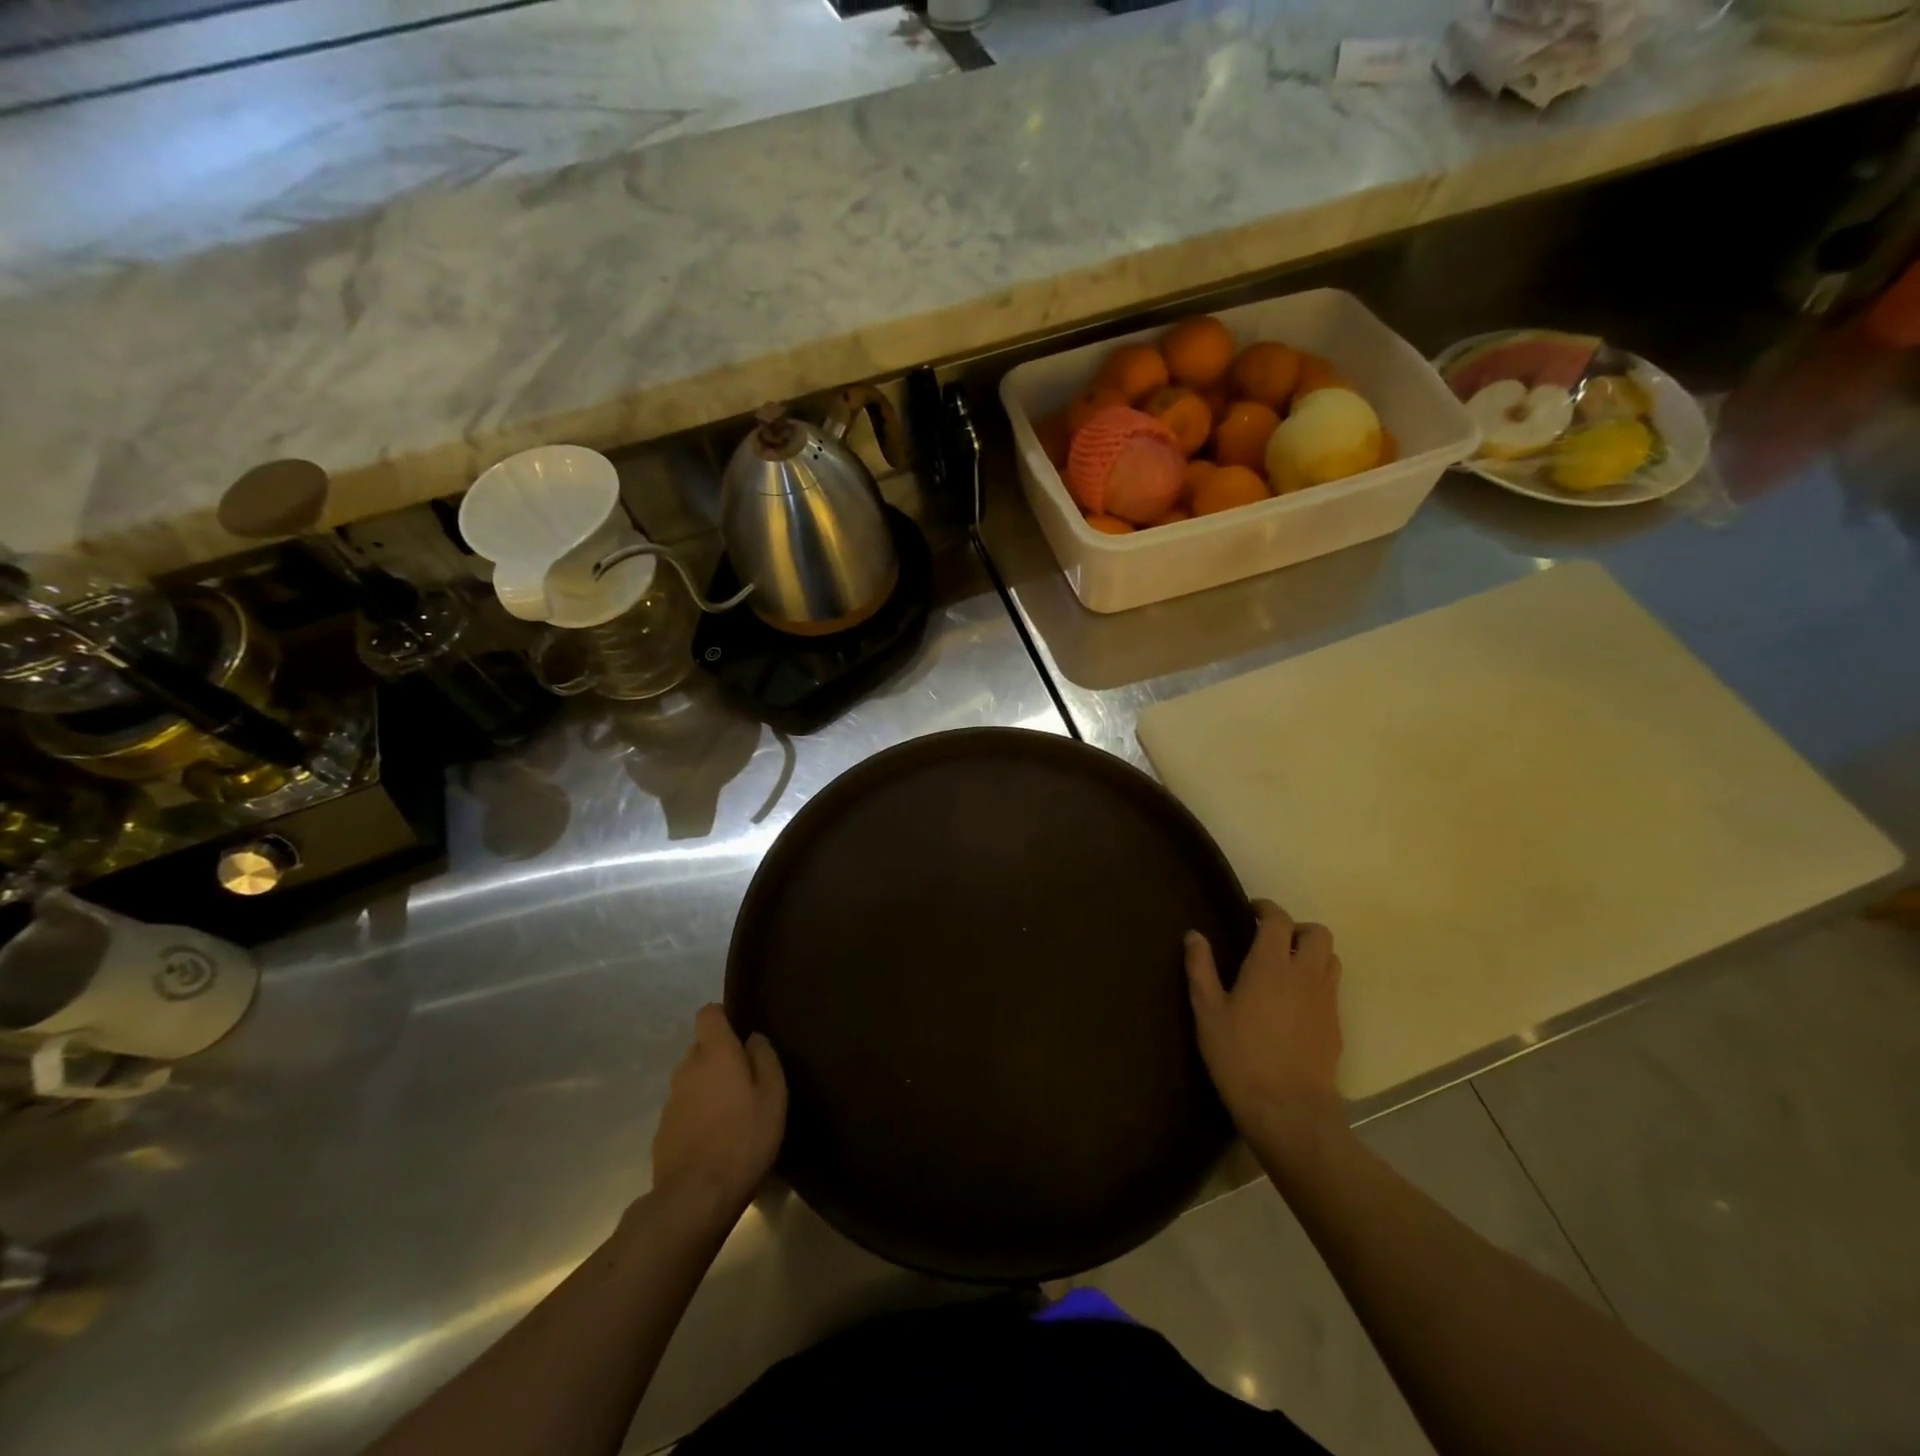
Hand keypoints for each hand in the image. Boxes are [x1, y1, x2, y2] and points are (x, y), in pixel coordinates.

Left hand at [650, 1005, 786, 1217]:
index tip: (740, 1032)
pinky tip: (715, 1138)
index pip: (708, 1014)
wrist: (695, 1200)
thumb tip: (753, 1038)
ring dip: (709, 1087)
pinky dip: (698, 1115)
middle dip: (719, 1056)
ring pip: (692, 1080)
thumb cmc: (744, 1139)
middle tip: (745, 1079)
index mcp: (714, 1054)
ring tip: (732, 1113)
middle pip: (701, 1048)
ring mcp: (671, 1102)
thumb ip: (764, 1058)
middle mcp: (687, 1069)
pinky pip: (684, 1109)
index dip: (724, 1017)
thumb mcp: (773, 1096)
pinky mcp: (662, 1132)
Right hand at [1186, 900, 1344, 1143]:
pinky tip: (1294, 1004)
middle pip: (1317, 932)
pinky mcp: (1336, 1026)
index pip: (1279, 919)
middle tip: (1272, 939)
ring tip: (1287, 967)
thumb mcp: (1207, 1011)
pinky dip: (1317, 982)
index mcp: (1271, 964)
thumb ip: (1200, 968)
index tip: (1251, 911)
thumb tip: (1194, 935)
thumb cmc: (1239, 1056)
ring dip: (1312, 953)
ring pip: (1331, 959)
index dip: (1266, 908)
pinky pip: (1332, 989)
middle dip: (1297, 928)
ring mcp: (1326, 1000)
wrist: (1288, 1110)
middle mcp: (1305, 974)